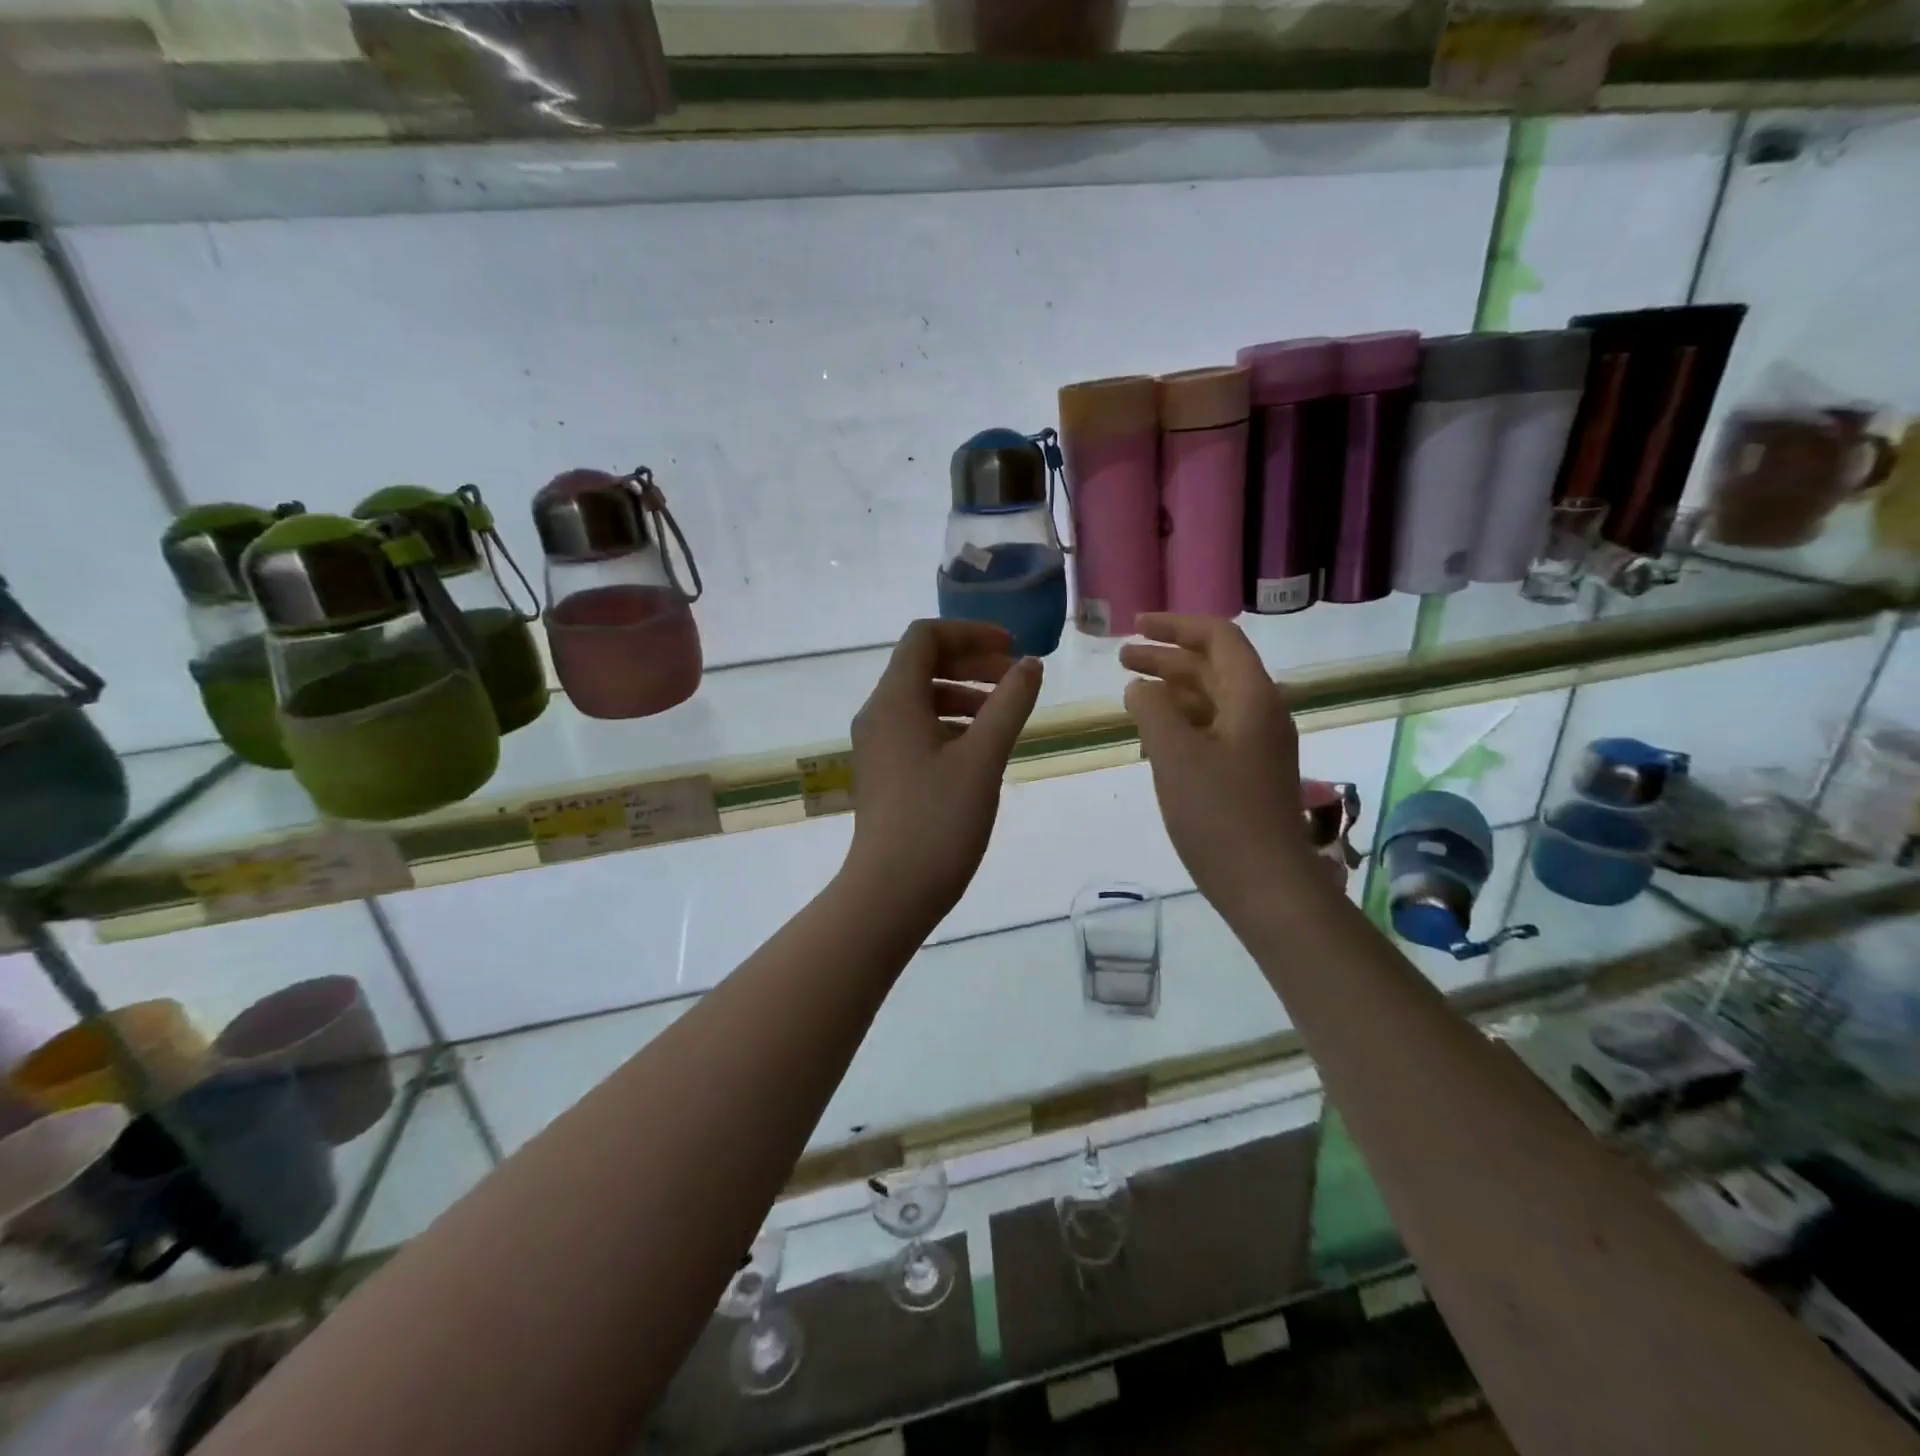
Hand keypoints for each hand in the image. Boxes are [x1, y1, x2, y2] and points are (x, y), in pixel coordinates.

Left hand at [843, 620, 1042, 922]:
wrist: (890, 892)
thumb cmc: (939, 821)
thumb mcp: (983, 758)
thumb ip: (1009, 704)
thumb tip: (1031, 665)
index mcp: (895, 699)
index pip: (925, 637)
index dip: (970, 633)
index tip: (1012, 649)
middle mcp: (878, 713)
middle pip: (922, 664)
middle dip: (971, 662)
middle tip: (1015, 678)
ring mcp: (877, 744)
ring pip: (921, 698)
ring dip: (964, 694)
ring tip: (1004, 714)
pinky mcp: (884, 771)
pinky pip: (917, 728)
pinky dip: (951, 724)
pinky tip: (981, 748)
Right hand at [1120, 614, 1318, 913]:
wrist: (1266, 885)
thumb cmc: (1219, 815)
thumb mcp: (1174, 755)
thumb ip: (1152, 710)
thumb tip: (1139, 687)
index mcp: (1252, 698)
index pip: (1219, 639)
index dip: (1176, 626)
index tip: (1137, 625)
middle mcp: (1260, 713)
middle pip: (1213, 667)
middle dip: (1167, 657)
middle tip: (1121, 657)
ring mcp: (1256, 745)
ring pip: (1211, 700)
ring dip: (1172, 688)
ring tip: (1130, 689)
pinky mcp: (1247, 772)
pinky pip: (1212, 729)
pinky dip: (1181, 720)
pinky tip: (1153, 731)